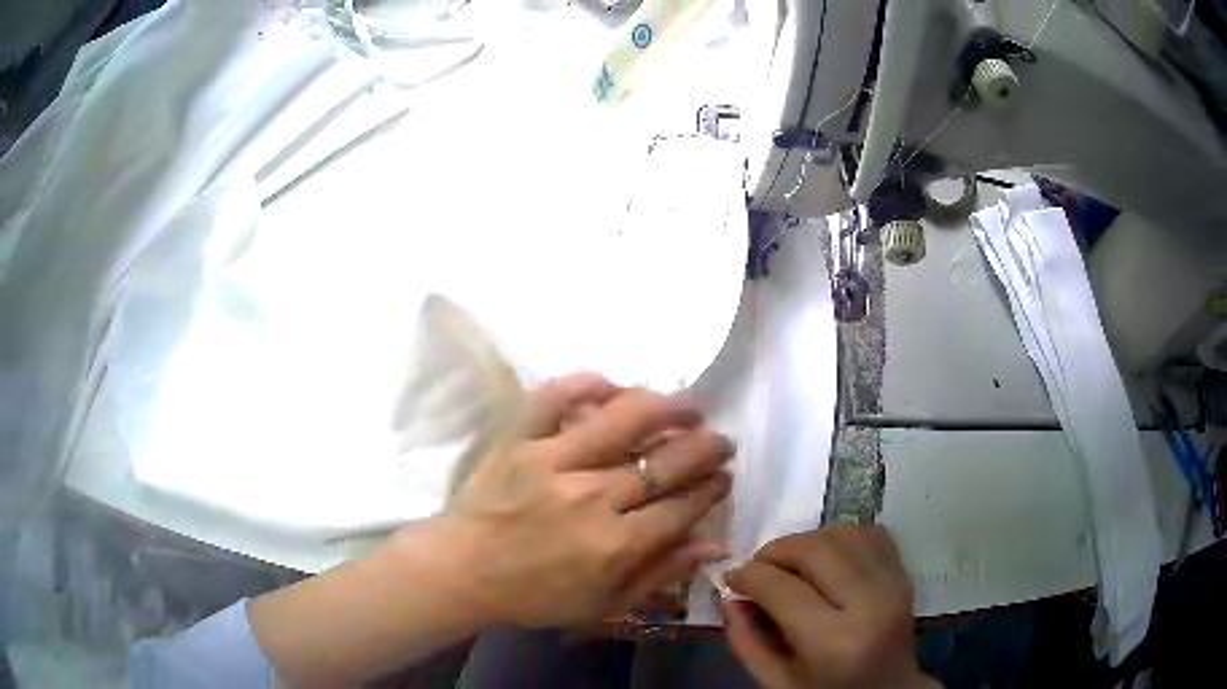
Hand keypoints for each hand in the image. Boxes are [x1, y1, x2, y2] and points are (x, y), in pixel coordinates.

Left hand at [399, 373, 734, 627]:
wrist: (462, 571)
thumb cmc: (535, 595)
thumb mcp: (604, 604)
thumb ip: (661, 573)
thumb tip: (715, 544)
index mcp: (615, 544)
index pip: (682, 505)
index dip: (712, 488)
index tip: (724, 477)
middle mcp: (592, 497)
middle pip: (666, 461)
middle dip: (706, 448)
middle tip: (721, 441)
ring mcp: (553, 461)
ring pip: (624, 419)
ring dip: (667, 407)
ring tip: (689, 405)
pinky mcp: (520, 439)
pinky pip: (555, 397)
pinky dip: (585, 383)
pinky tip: (612, 384)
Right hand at [721, 525, 937, 688]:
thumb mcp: (776, 681)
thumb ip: (746, 641)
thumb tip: (727, 596)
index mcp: (834, 642)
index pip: (782, 588)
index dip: (748, 576)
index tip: (731, 578)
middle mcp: (870, 604)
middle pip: (815, 549)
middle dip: (776, 551)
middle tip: (758, 568)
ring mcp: (893, 583)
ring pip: (842, 534)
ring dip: (807, 541)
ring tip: (791, 565)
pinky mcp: (903, 573)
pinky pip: (869, 533)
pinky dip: (840, 537)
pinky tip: (826, 560)